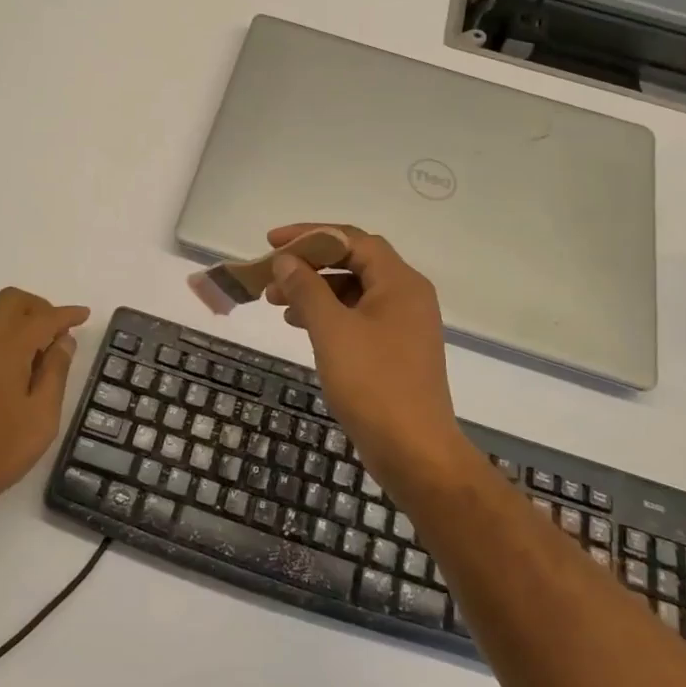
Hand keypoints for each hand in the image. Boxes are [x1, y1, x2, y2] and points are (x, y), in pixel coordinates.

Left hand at [0, 288, 89, 524]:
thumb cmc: (0, 450)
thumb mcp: (43, 414)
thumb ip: (55, 371)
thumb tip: (63, 340)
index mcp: (5, 348)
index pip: (42, 318)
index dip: (66, 314)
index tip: (84, 315)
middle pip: (10, 301)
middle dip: (39, 307)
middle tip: (59, 332)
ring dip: (19, 318)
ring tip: (40, 349)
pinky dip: (2, 332)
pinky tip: (16, 363)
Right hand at [263, 224, 471, 494]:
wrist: (415, 451)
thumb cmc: (373, 383)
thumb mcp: (332, 330)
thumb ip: (307, 288)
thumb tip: (286, 260)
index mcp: (399, 282)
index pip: (352, 239)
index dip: (310, 235)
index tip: (271, 242)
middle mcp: (406, 295)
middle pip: (353, 262)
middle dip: (309, 265)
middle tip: (270, 275)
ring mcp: (402, 324)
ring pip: (352, 292)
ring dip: (314, 291)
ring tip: (275, 302)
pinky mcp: (395, 350)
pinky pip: (357, 317)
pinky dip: (327, 315)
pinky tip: (300, 325)